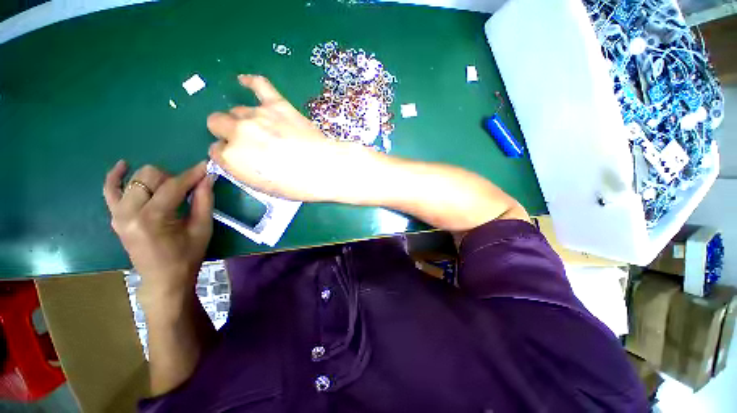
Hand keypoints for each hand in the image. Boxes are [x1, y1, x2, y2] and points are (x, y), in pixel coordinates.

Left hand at [103, 161, 213, 298]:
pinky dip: (116, 177)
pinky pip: (110, 190)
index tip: (206, 166)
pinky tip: (123, 166)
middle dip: (173, 178)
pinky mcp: (114, 217)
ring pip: (135, 178)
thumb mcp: (202, 228)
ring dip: (156, 179)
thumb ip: (204, 200)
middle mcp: (129, 212)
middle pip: (150, 176)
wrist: (164, 279)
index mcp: (153, 218)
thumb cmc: (187, 255)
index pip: (173, 185)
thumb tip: (208, 177)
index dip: (192, 174)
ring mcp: (118, 214)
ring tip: (169, 191)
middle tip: (188, 191)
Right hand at [207, 74, 375, 202]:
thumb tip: (239, 157)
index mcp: (231, 158)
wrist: (325, 169)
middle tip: (248, 142)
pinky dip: (251, 82)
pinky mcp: (278, 104)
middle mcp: (237, 132)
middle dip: (228, 133)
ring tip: (262, 128)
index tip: (241, 157)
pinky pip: (259, 85)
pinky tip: (245, 81)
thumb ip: (243, 169)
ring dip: (244, 119)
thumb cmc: (297, 185)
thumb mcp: (264, 186)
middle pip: (217, 123)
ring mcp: (257, 115)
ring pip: (237, 109)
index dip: (229, 154)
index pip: (216, 151)